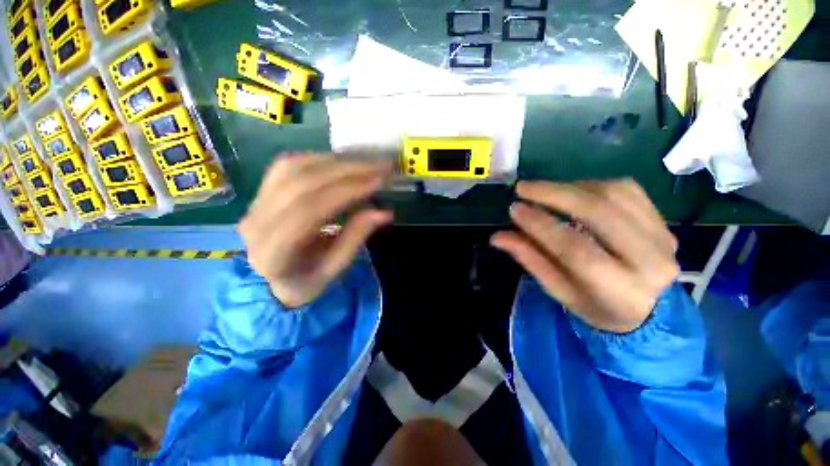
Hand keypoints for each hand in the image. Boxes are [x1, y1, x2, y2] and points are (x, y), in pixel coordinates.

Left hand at [239, 153, 391, 307]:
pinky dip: (317, 159)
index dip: (346, 191)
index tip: (377, 181)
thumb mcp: (335, 269)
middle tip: (378, 166)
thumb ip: (356, 238)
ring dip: (333, 161)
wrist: (273, 281)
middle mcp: (256, 224)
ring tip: (363, 162)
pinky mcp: (260, 194)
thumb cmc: (306, 281)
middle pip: (301, 183)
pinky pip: (286, 166)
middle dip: (346, 170)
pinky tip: (340, 162)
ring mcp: (254, 205)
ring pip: (292, 168)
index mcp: (273, 254)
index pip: (310, 210)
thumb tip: (384, 212)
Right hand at [491, 180, 678, 332]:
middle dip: (554, 194)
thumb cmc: (595, 306)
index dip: (540, 225)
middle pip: (598, 213)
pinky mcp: (664, 222)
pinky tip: (572, 190)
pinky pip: (627, 189)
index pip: (575, 249)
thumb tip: (498, 237)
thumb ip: (531, 260)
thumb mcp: (559, 291)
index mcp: (619, 291)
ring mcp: (663, 238)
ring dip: (571, 186)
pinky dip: (592, 184)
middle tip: (523, 188)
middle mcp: (650, 262)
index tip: (514, 209)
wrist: (649, 311)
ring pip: (613, 194)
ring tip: (544, 190)